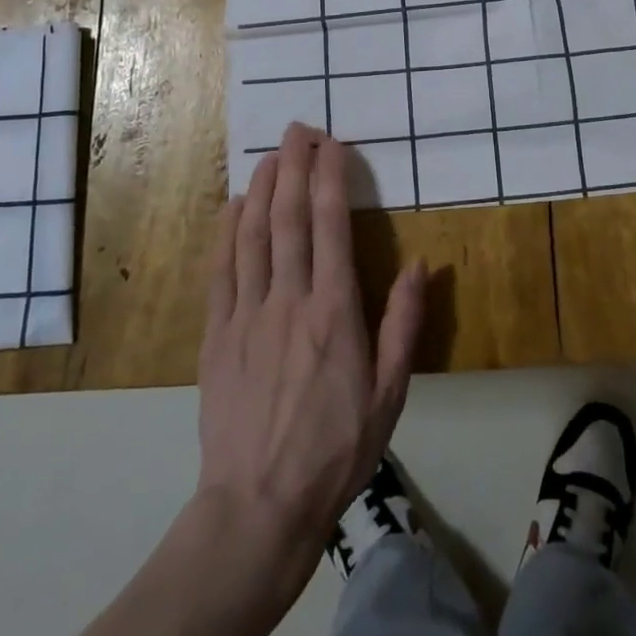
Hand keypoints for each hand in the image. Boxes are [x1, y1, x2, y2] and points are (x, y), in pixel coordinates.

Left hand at [196, 123, 425, 577]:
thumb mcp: (390, 393)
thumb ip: (403, 324)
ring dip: (262, 187)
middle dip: (294, 166)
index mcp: (335, 311)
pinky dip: (227, 230)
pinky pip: (221, 269)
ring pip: (252, 234)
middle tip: (298, 129)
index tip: (333, 144)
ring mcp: (247, 314)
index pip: (332, 225)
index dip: (331, 178)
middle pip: (289, 217)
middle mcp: (289, 299)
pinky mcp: (216, 335)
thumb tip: (418, 265)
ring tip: (271, 154)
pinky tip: (234, 206)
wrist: (259, 506)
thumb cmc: (336, 449)